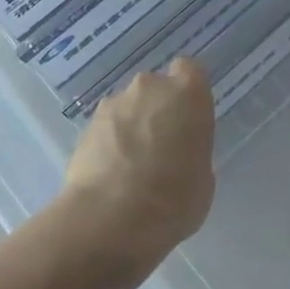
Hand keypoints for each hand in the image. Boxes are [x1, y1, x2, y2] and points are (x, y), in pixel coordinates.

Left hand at [62, 58, 215, 269]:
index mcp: (188, 94)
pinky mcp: (86, 124)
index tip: (188, 116)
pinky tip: (110, 173)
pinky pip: (106, 127)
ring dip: (131, 125)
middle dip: (158, 109)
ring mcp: (114, 103)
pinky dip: (110, 142)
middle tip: (160, 145)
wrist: (109, 219)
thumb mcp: (203, 178)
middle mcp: (150, 87)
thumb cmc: (173, 199)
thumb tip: (178, 153)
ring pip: (129, 107)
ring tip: (130, 165)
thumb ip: (193, 151)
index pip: (190, 70)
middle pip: (156, 88)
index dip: (188, 91)